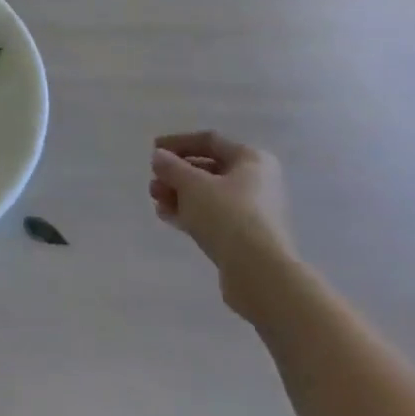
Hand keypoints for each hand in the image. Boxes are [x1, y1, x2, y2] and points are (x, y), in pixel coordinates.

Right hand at [150, 132, 294, 317]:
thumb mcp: (192, 184)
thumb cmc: (228, 215)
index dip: (178, 142)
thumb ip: (172, 167)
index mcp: (251, 160)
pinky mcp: (246, 239)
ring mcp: (253, 213)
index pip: (210, 141)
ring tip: (155, 200)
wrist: (260, 274)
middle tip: (153, 181)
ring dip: (179, 195)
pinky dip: (190, 214)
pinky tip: (166, 216)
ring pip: (209, 196)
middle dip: (177, 174)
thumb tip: (159, 157)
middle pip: (209, 170)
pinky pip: (213, 217)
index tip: (153, 150)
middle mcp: (257, 182)